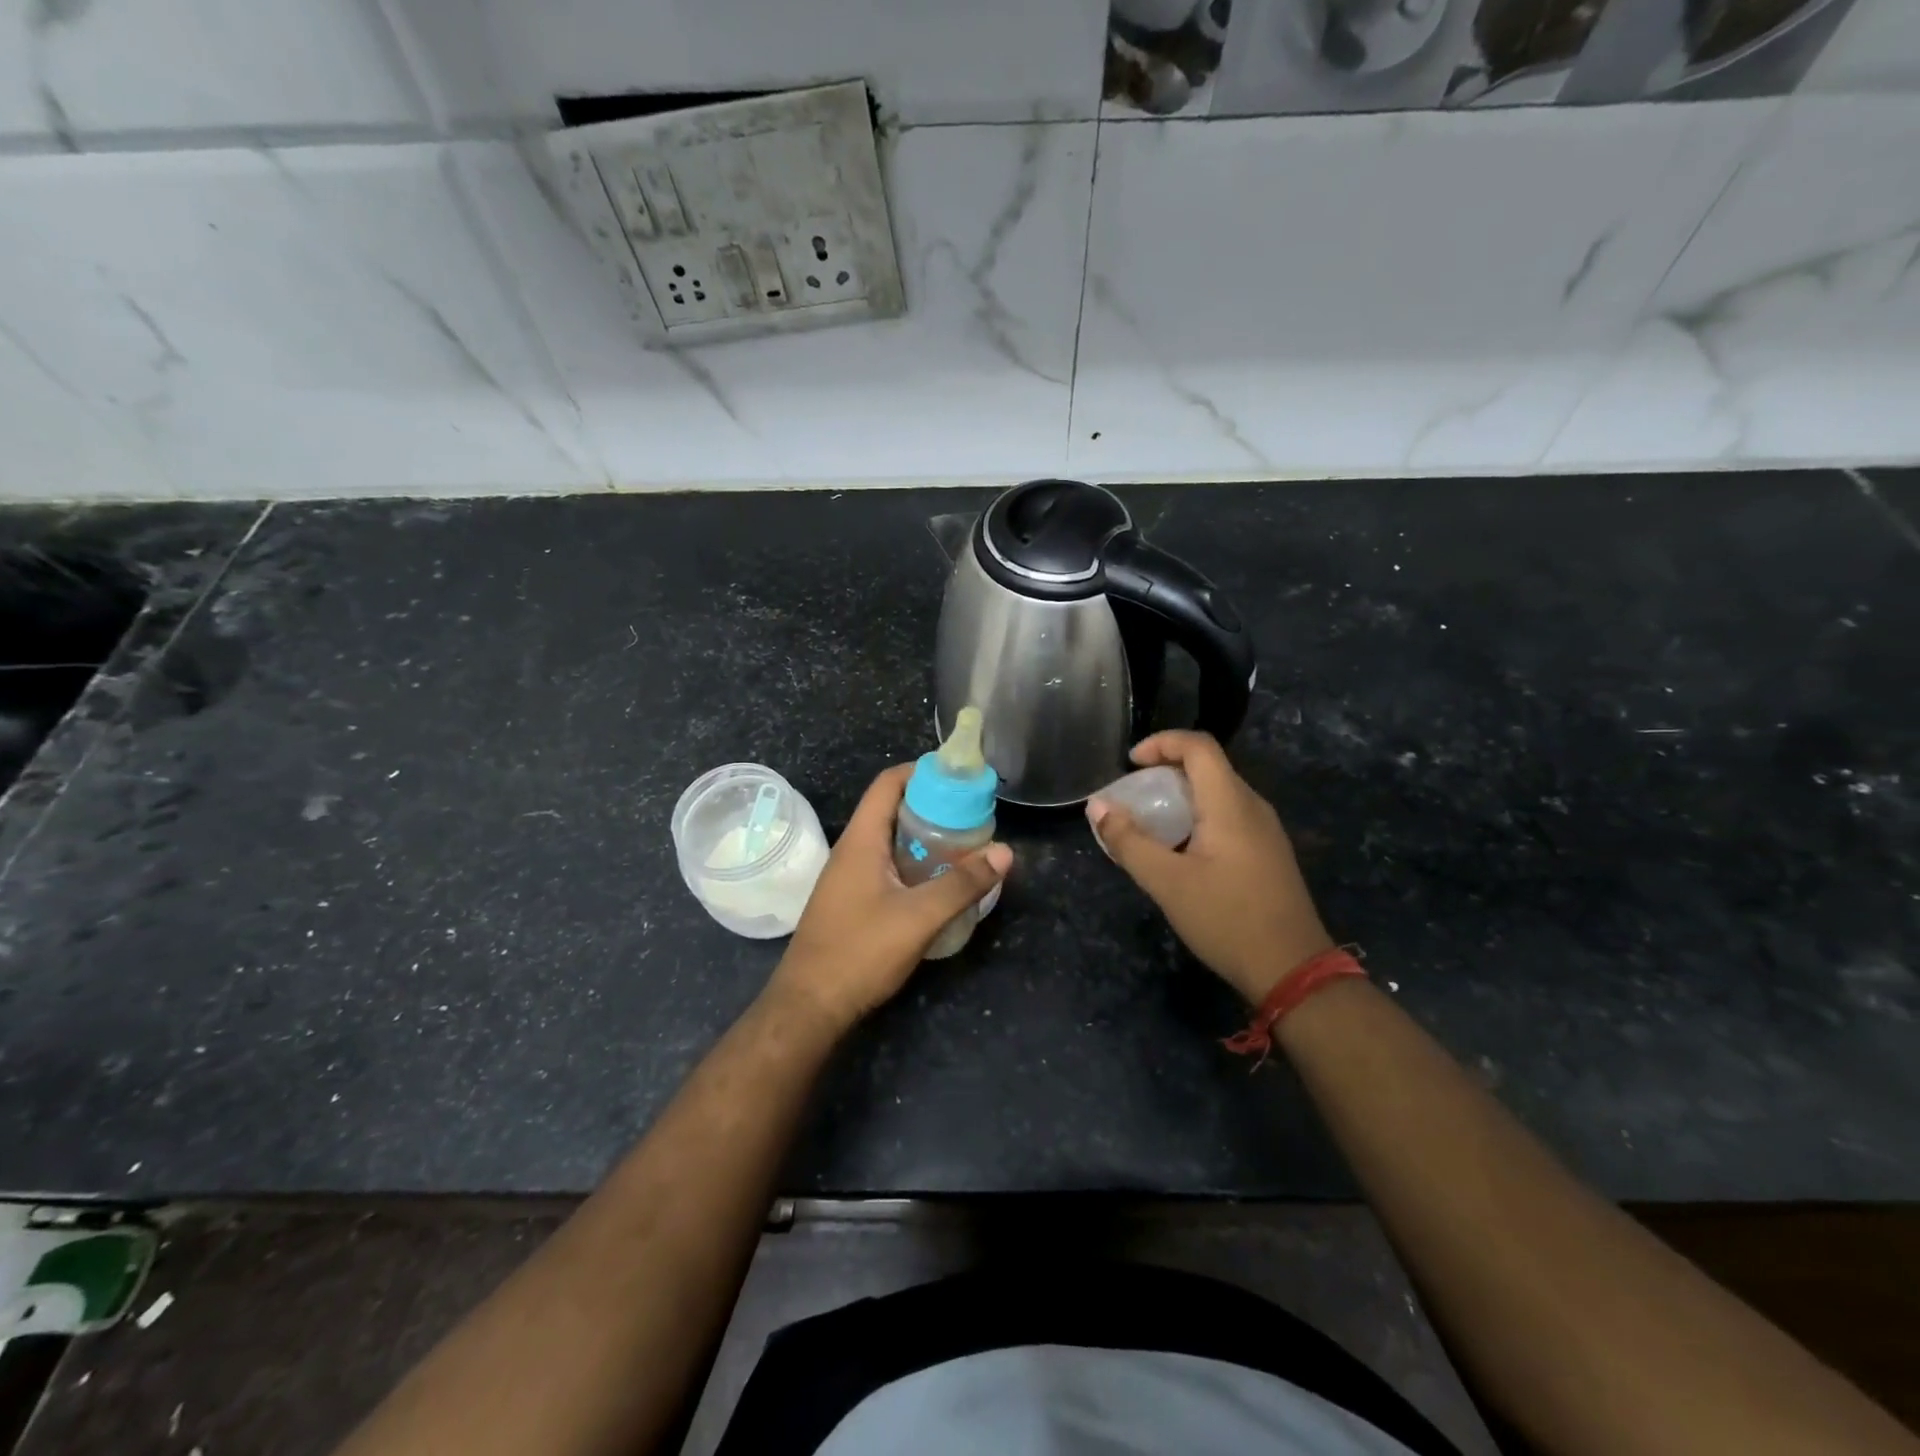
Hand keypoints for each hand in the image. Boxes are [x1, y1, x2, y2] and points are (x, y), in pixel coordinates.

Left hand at [768, 764, 1011, 1029]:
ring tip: (965, 845)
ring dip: (925, 837)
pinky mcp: (853, 900)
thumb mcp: (919, 917)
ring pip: (891, 840)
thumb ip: (962, 884)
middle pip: (893, 808)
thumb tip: (1005, 852)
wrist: (809, 1005)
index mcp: (861, 840)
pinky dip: (914, 862)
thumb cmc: (860, 952)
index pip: (889, 783)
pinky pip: (887, 865)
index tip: (960, 779)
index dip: (923, 772)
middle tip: (973, 815)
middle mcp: (852, 849)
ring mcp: (849, 876)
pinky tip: (939, 882)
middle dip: (933, 806)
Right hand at [1088, 731, 1332, 1003]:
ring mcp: (1265, 830)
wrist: (1292, 970)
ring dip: (1181, 796)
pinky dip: (1197, 816)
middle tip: (1133, 796)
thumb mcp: (1167, 882)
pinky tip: (1180, 850)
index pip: (1198, 746)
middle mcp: (1253, 806)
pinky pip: (1229, 816)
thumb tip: (1097, 807)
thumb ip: (1128, 842)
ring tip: (1150, 823)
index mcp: (1230, 803)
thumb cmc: (1227, 919)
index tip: (1130, 764)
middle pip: (1208, 766)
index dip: (1161, 742)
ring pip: (1218, 793)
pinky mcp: (1268, 852)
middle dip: (1165, 771)